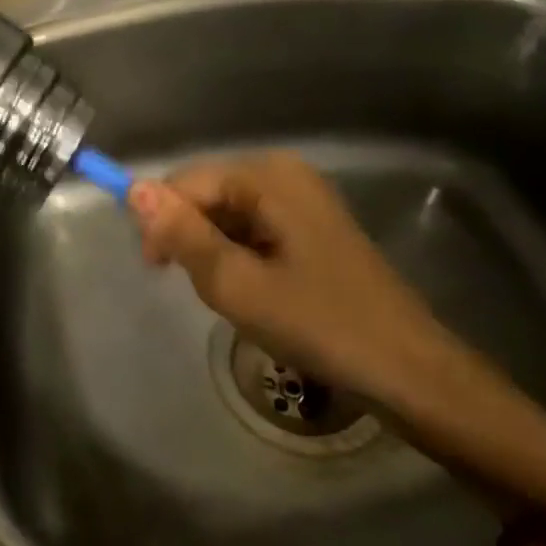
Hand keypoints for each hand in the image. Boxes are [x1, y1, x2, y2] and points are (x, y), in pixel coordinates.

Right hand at [127, 152, 449, 407]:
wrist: (410, 373)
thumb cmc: (319, 325)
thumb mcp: (237, 284)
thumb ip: (182, 234)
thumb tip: (134, 189)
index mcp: (266, 176)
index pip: (185, 183)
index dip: (162, 223)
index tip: (157, 272)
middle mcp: (283, 172)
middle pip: (206, 194)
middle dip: (190, 238)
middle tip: (203, 290)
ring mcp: (301, 197)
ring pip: (226, 213)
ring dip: (214, 251)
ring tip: (232, 296)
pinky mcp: (311, 224)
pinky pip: (252, 227)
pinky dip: (239, 256)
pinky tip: (255, 292)